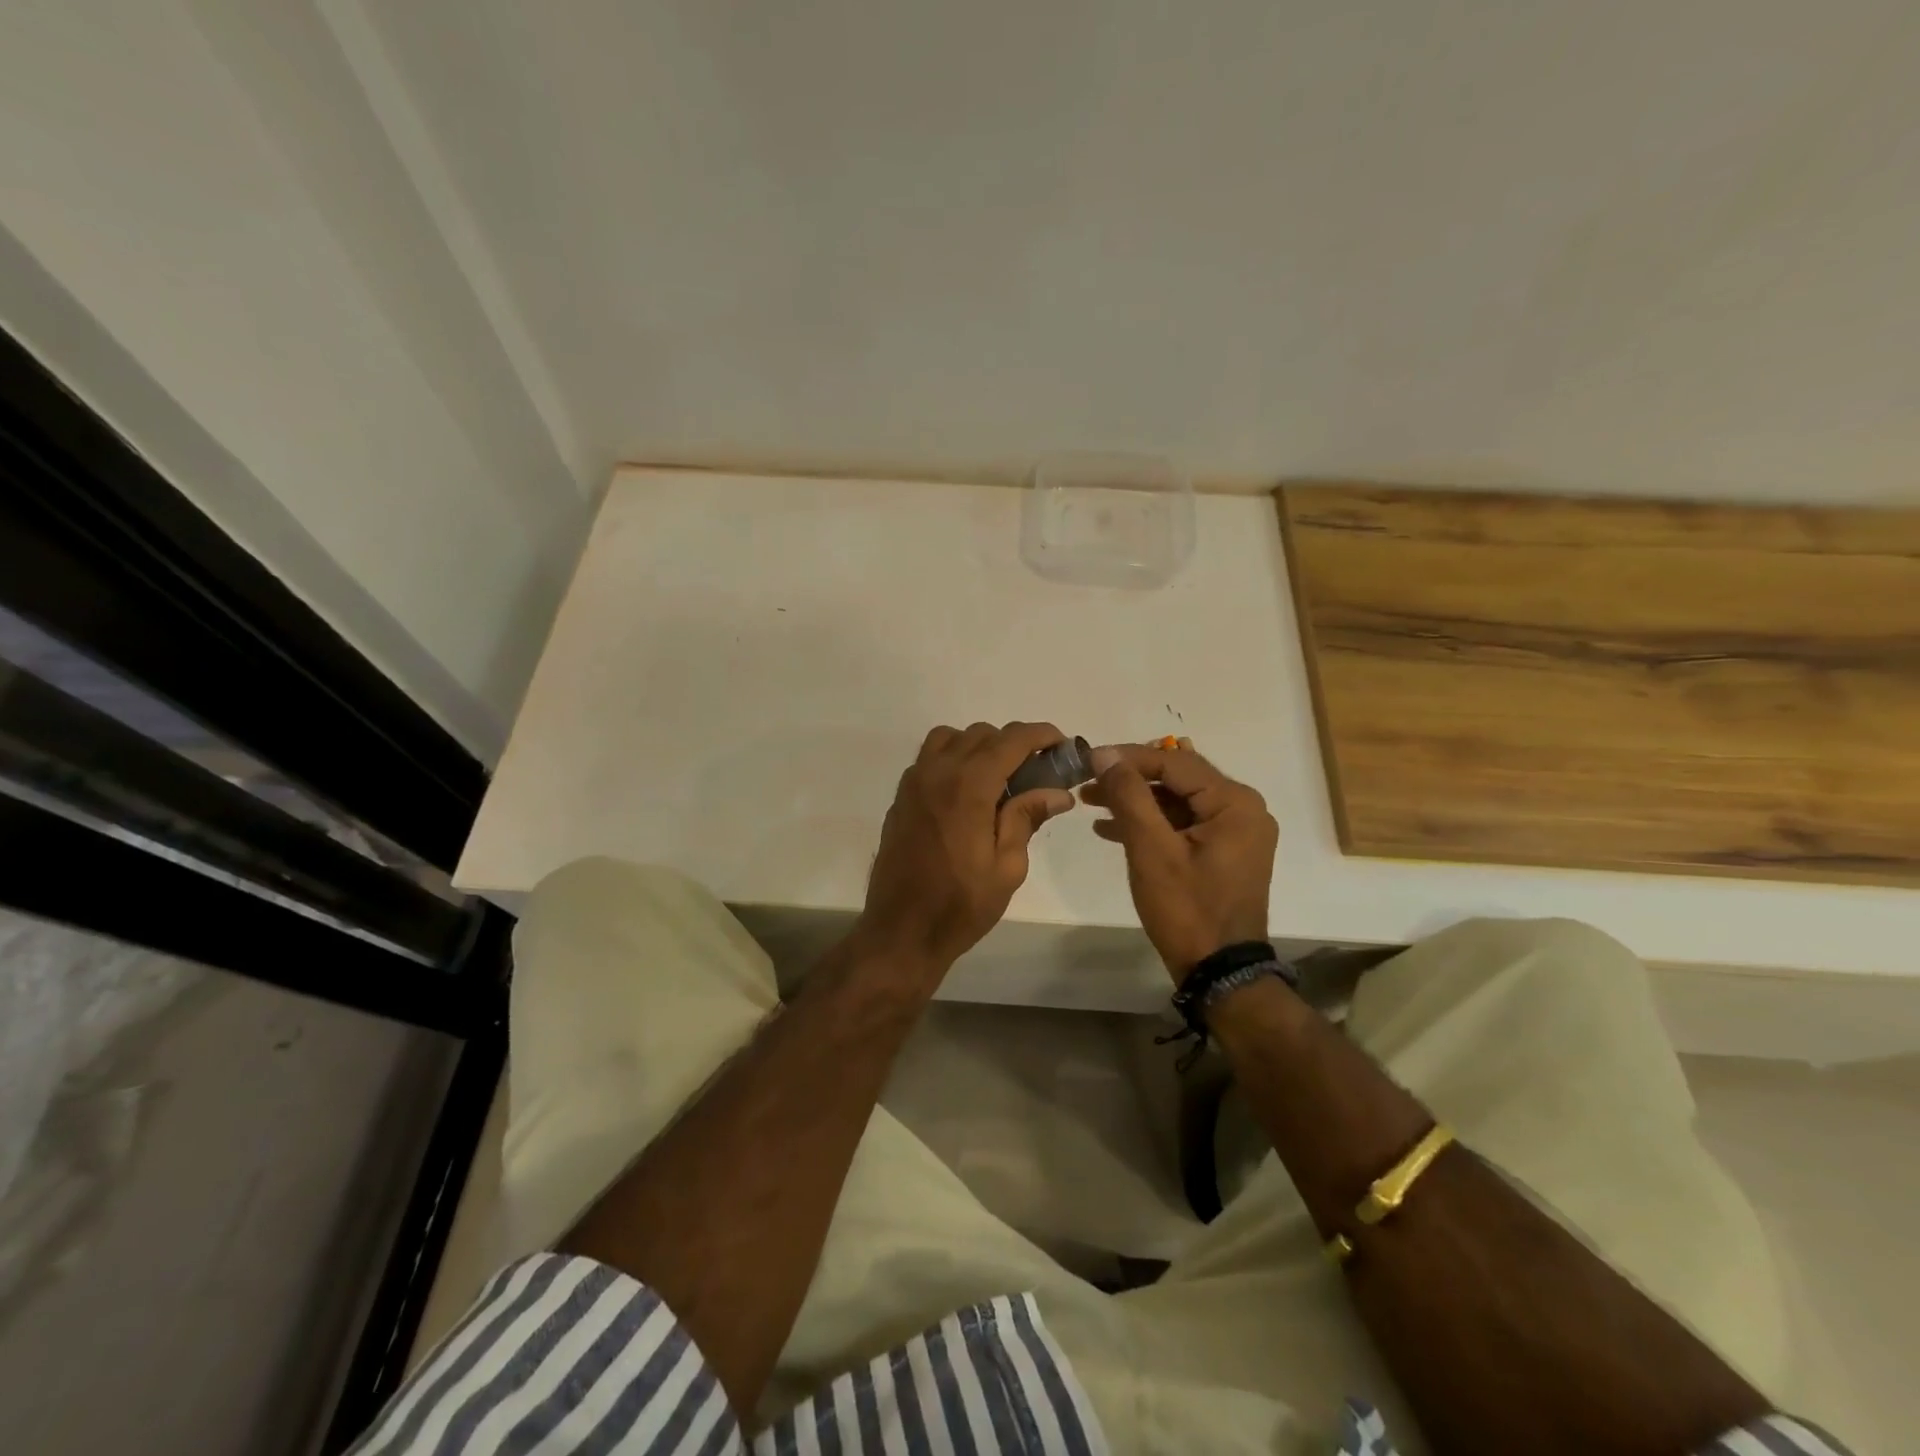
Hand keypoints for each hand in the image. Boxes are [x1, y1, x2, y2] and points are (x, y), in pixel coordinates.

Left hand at [857, 722, 1076, 973]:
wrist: (902, 931)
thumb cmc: (961, 905)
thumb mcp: (1007, 867)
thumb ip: (1027, 818)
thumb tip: (1058, 792)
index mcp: (969, 786)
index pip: (1011, 740)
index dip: (1041, 735)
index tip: (1061, 745)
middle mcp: (938, 772)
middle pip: (981, 734)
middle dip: (1013, 743)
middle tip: (1036, 772)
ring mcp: (914, 782)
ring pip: (951, 738)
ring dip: (979, 746)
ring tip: (998, 777)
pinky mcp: (901, 797)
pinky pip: (929, 758)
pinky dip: (953, 758)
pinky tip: (967, 792)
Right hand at [1081, 741, 1277, 982]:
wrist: (1219, 972)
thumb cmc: (1186, 909)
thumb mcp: (1151, 849)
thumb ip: (1129, 795)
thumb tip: (1104, 753)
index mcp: (1235, 803)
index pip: (1175, 762)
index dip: (1128, 758)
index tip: (1088, 759)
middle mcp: (1243, 809)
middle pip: (1178, 778)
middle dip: (1130, 779)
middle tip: (1088, 781)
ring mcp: (1235, 832)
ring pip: (1177, 800)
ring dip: (1136, 800)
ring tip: (1091, 801)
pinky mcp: (1223, 851)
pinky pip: (1183, 823)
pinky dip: (1151, 823)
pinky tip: (1112, 828)